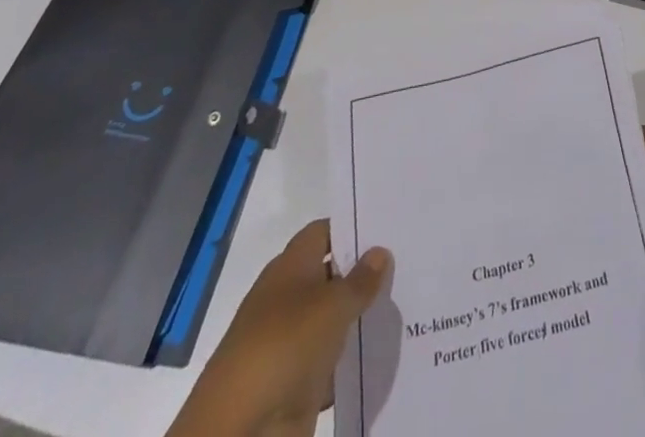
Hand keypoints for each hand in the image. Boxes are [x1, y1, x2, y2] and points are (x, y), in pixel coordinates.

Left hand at [167, 219, 390, 436]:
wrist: (241, 427)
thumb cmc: (286, 344)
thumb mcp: (332, 305)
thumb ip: (360, 280)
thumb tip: (380, 251)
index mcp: (289, 266)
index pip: (323, 232)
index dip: (352, 227)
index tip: (386, 227)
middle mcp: (288, 297)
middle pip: (330, 275)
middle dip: (362, 272)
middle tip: (404, 262)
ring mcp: (290, 340)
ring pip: (332, 318)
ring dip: (358, 316)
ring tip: (403, 302)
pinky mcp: (295, 380)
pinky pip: (330, 359)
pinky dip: (349, 357)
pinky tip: (381, 349)